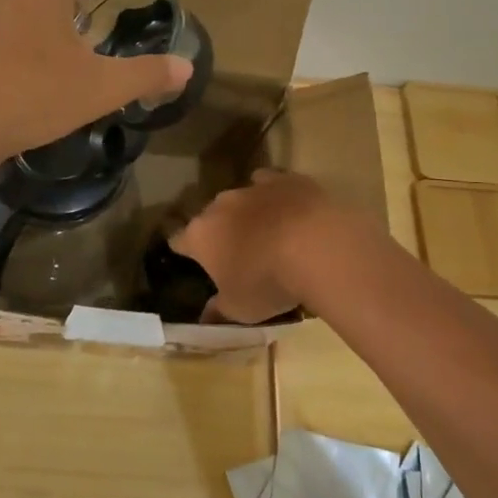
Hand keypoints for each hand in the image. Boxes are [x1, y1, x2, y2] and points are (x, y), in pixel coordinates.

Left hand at [0, 0, 192, 181]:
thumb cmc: (39, 95)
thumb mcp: (103, 88)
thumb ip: (147, 75)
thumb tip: (186, 67)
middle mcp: (12, 1)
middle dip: (67, 5)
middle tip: (88, 27)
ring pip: (21, 15)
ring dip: (42, 26)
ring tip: (61, 54)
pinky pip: (2, 40)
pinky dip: (20, 48)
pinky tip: (28, 79)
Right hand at [170, 169, 344, 323]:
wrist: (317, 246)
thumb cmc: (269, 282)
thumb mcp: (241, 309)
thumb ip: (219, 311)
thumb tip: (205, 319)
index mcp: (201, 235)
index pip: (180, 241)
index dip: (185, 251)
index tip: (193, 261)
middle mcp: (220, 205)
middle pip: (211, 217)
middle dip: (220, 232)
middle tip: (238, 254)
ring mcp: (252, 188)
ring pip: (241, 199)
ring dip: (248, 214)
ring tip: (268, 233)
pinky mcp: (284, 179)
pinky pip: (271, 184)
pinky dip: (275, 196)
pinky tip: (288, 209)